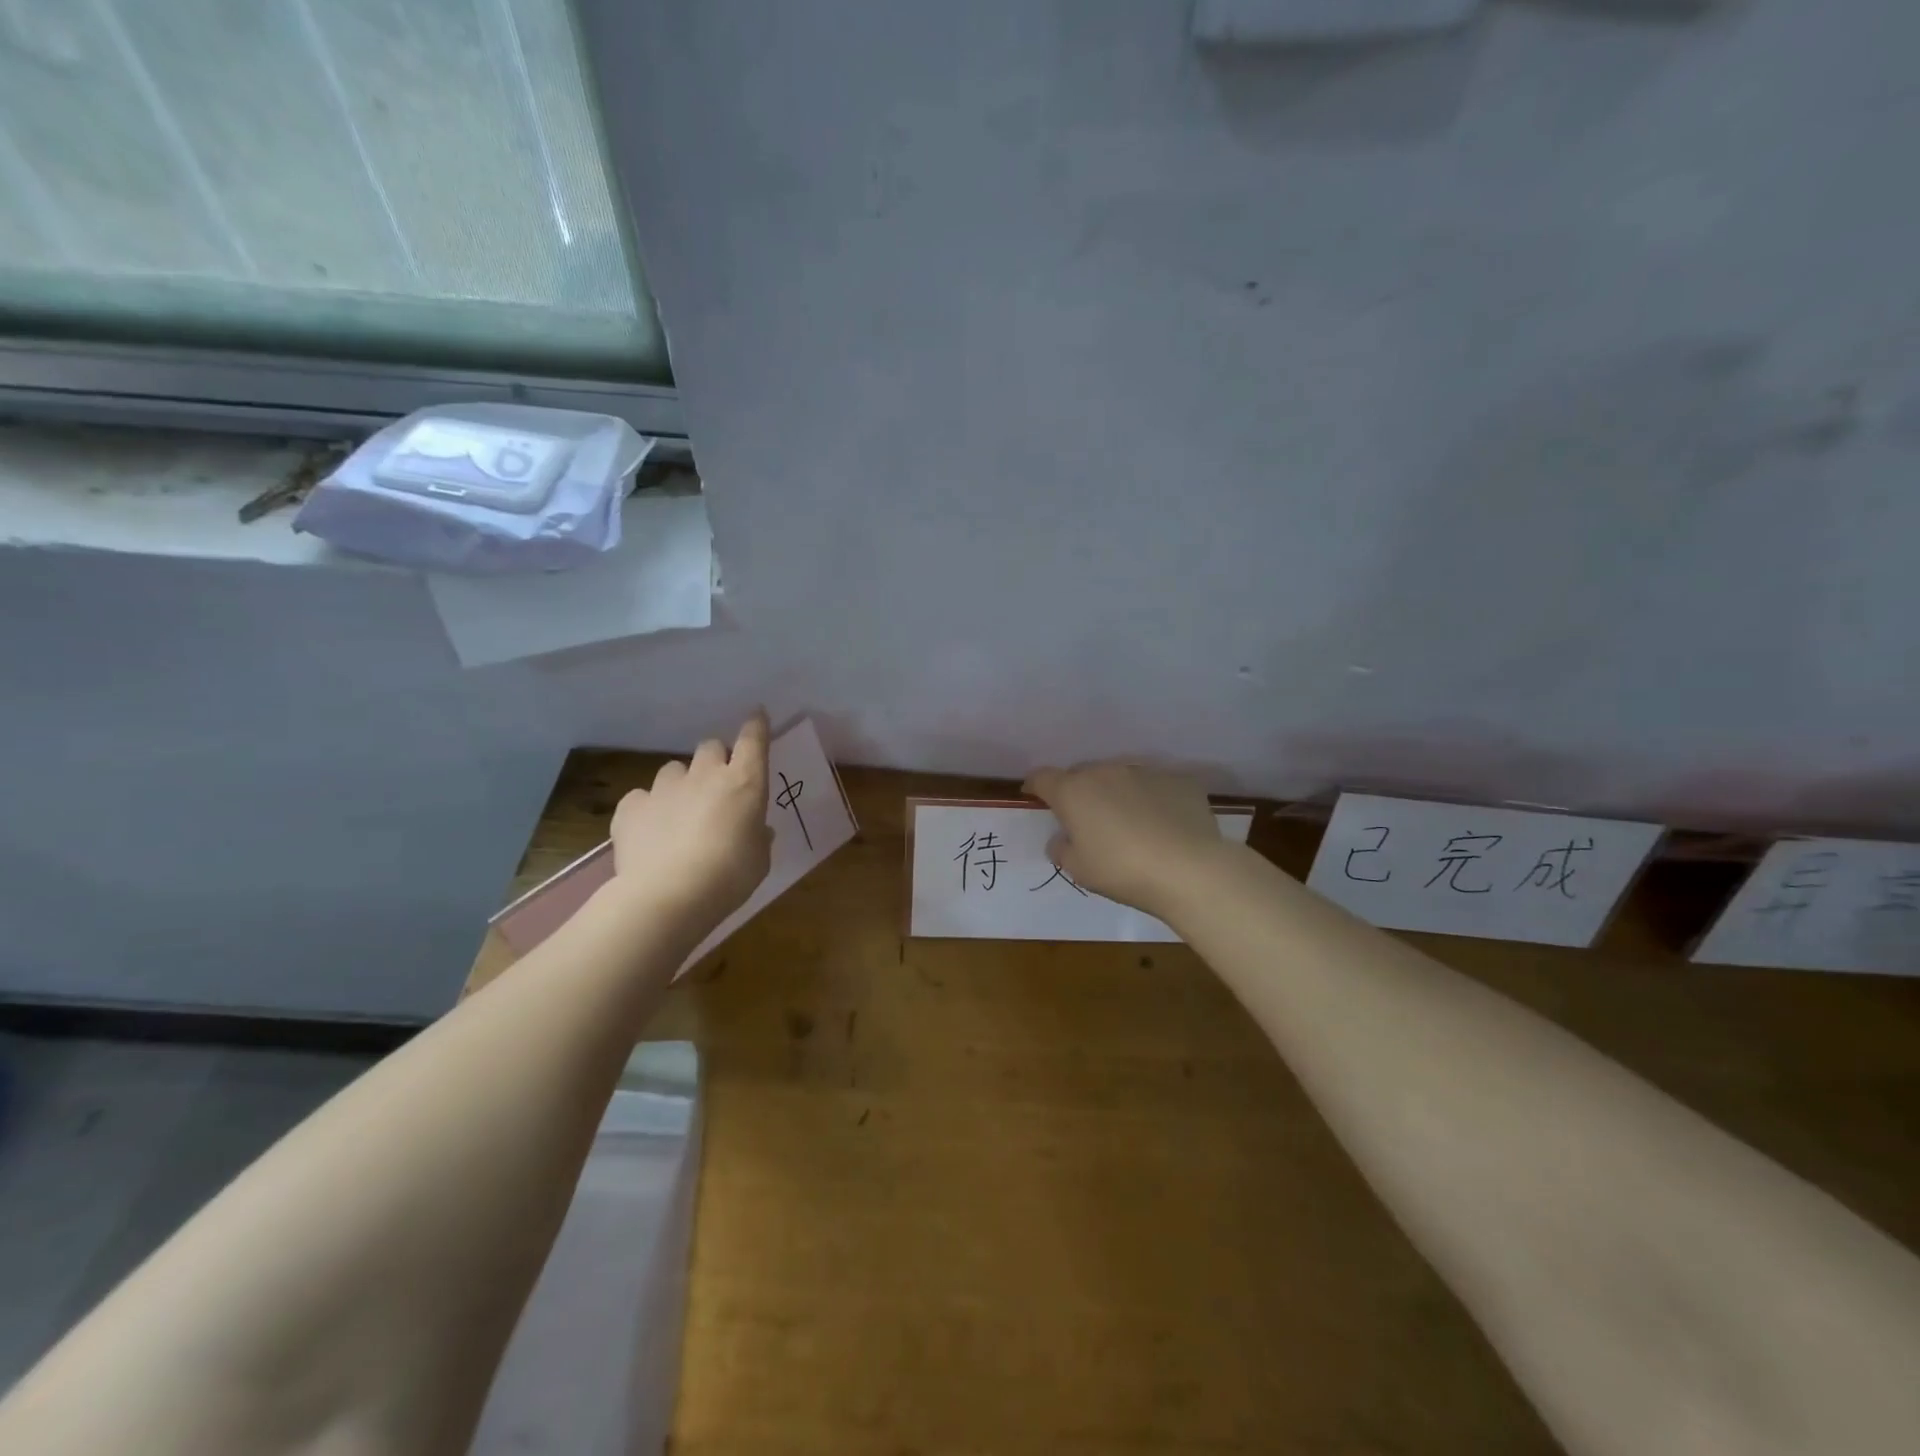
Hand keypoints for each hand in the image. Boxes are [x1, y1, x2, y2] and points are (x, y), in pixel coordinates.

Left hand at [610, 712, 772, 934]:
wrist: (669, 894)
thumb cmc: (730, 876)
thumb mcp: (759, 859)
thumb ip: (758, 837)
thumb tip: (756, 829)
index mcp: (744, 783)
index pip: (753, 741)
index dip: (756, 725)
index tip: (756, 714)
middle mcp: (705, 775)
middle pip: (710, 747)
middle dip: (715, 760)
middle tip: (716, 787)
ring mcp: (665, 788)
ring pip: (674, 769)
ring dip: (681, 784)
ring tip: (679, 813)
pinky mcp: (631, 806)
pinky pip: (641, 797)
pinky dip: (648, 809)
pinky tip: (650, 831)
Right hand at [1023, 761, 1231, 919]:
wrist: (1190, 870)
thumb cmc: (1122, 871)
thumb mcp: (1080, 870)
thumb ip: (1062, 849)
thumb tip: (1062, 839)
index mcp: (1074, 791)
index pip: (1043, 777)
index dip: (1036, 786)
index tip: (1034, 796)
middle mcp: (1106, 772)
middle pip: (1083, 775)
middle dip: (1080, 793)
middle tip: (1087, 820)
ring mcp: (1145, 772)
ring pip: (1121, 778)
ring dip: (1117, 794)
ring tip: (1130, 823)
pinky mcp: (1178, 779)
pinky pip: (1156, 786)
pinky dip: (1153, 800)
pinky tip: (1164, 826)